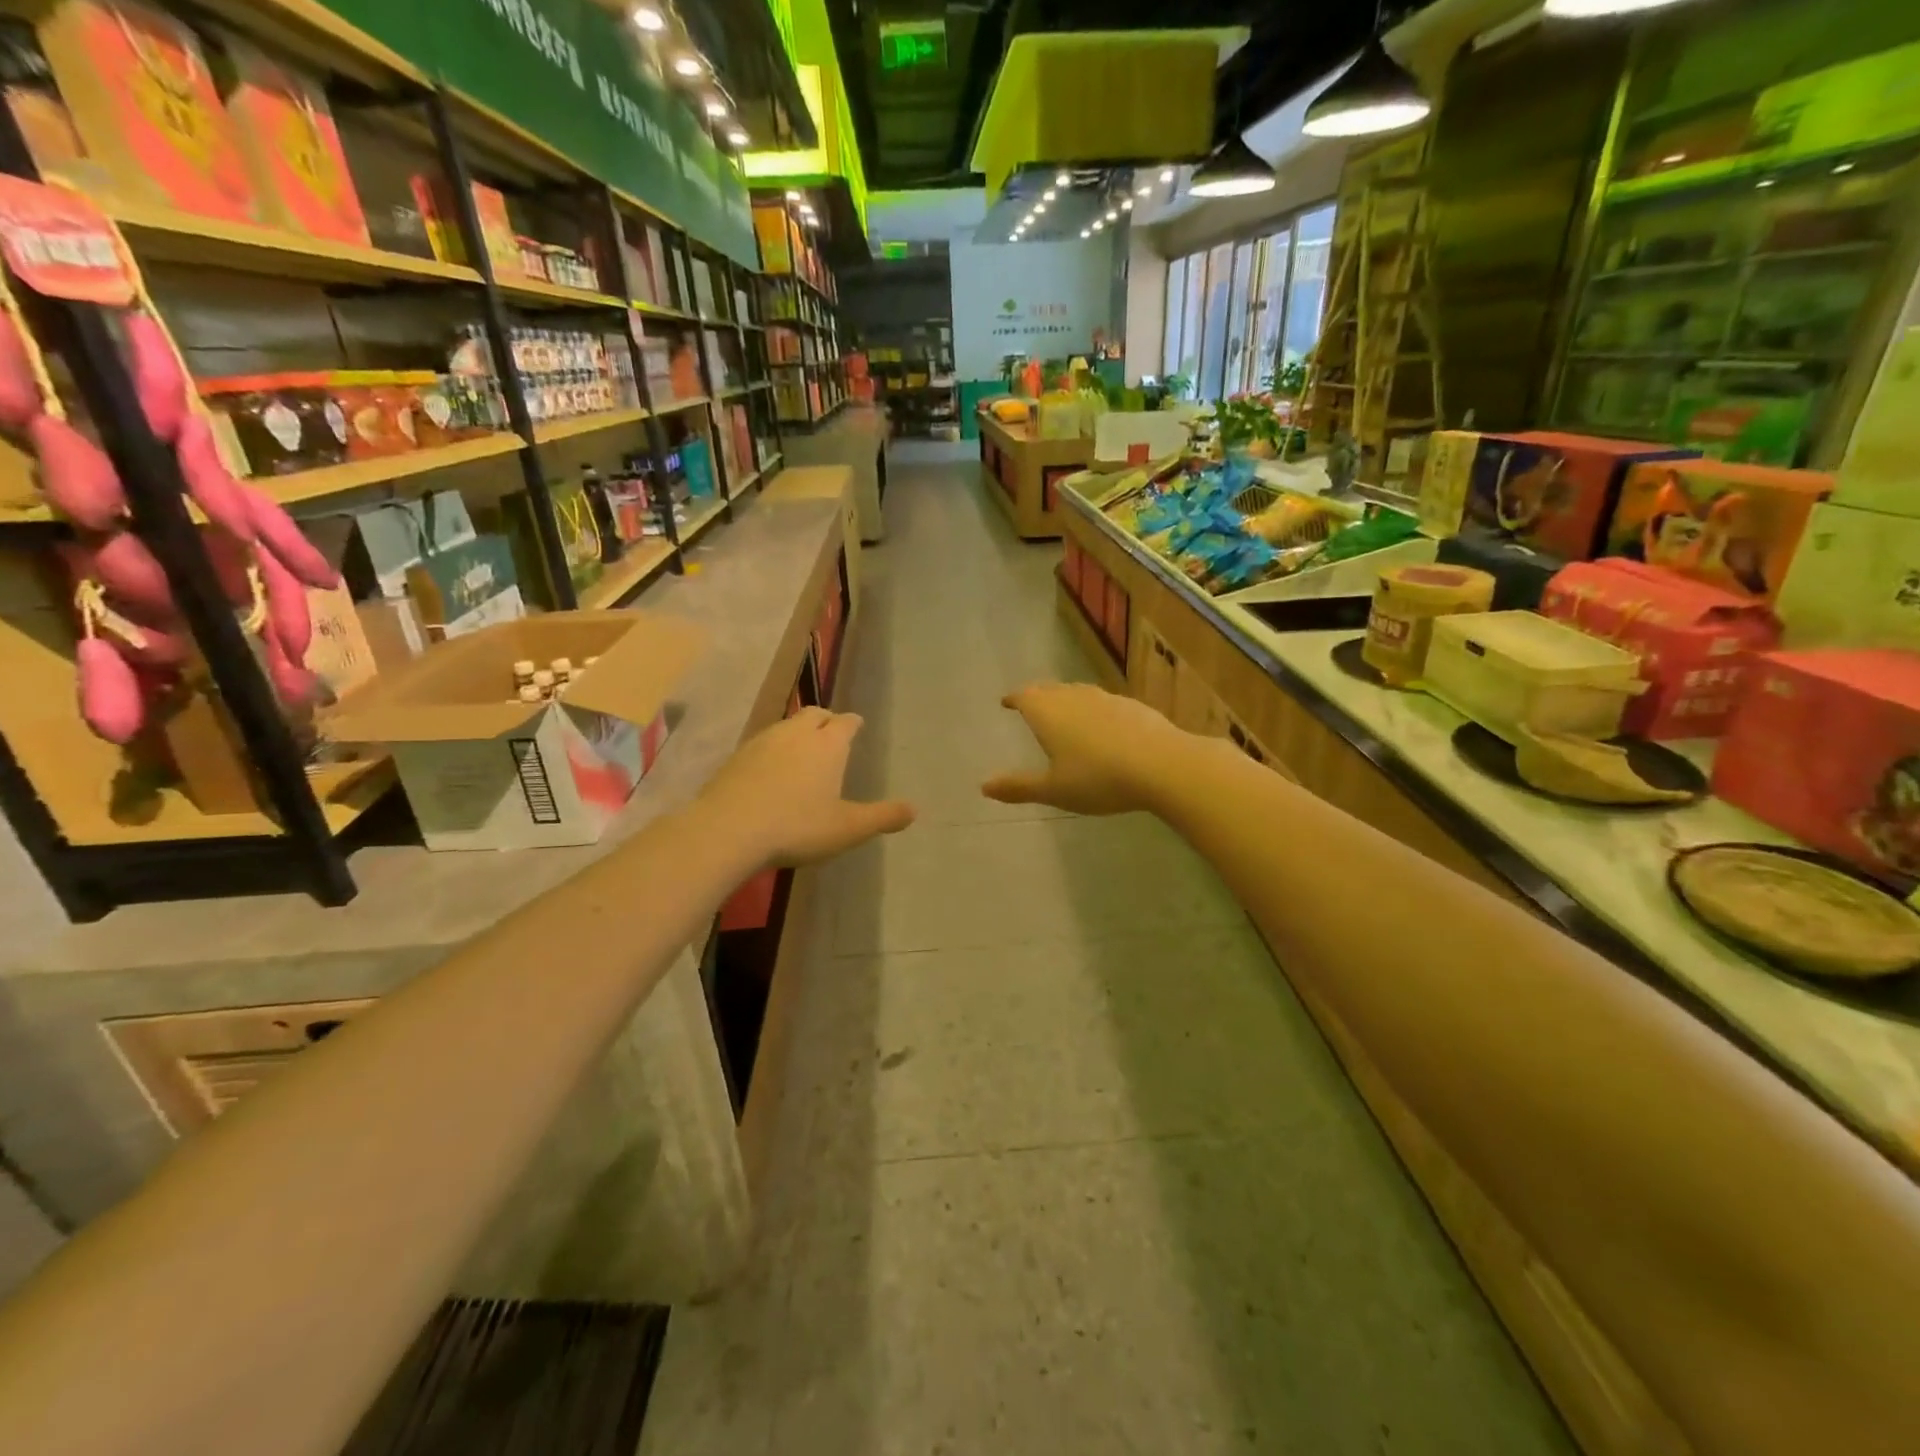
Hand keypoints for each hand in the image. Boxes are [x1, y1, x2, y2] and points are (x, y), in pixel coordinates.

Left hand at [697, 707, 913, 868]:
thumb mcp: (848, 828)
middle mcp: (796, 734)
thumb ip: (882, 817)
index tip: (857, 725)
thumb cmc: (797, 827)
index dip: (853, 723)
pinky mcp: (737, 757)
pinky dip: (773, 749)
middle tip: (831, 732)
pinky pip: (762, 743)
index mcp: (828, 745)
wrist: (728, 829)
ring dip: (798, 732)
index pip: (846, 722)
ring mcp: (763, 742)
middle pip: (815, 714)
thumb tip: (914, 810)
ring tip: (802, 750)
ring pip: (786, 725)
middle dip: (826, 720)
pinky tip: (770, 770)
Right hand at [983, 682, 1185, 815]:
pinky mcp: (1132, 705)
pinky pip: (1103, 702)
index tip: (1006, 702)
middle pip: (1050, 690)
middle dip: (1037, 696)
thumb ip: (1019, 787)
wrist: (1162, 765)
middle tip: (1030, 703)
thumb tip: (984, 786)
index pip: (1024, 697)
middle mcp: (1074, 697)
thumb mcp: (1055, 790)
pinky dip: (1093, 709)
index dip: (1014, 698)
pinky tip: (1102, 724)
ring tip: (1063, 711)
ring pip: (1077, 692)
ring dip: (1066, 699)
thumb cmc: (1099, 779)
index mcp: (1049, 713)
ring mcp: (1105, 698)